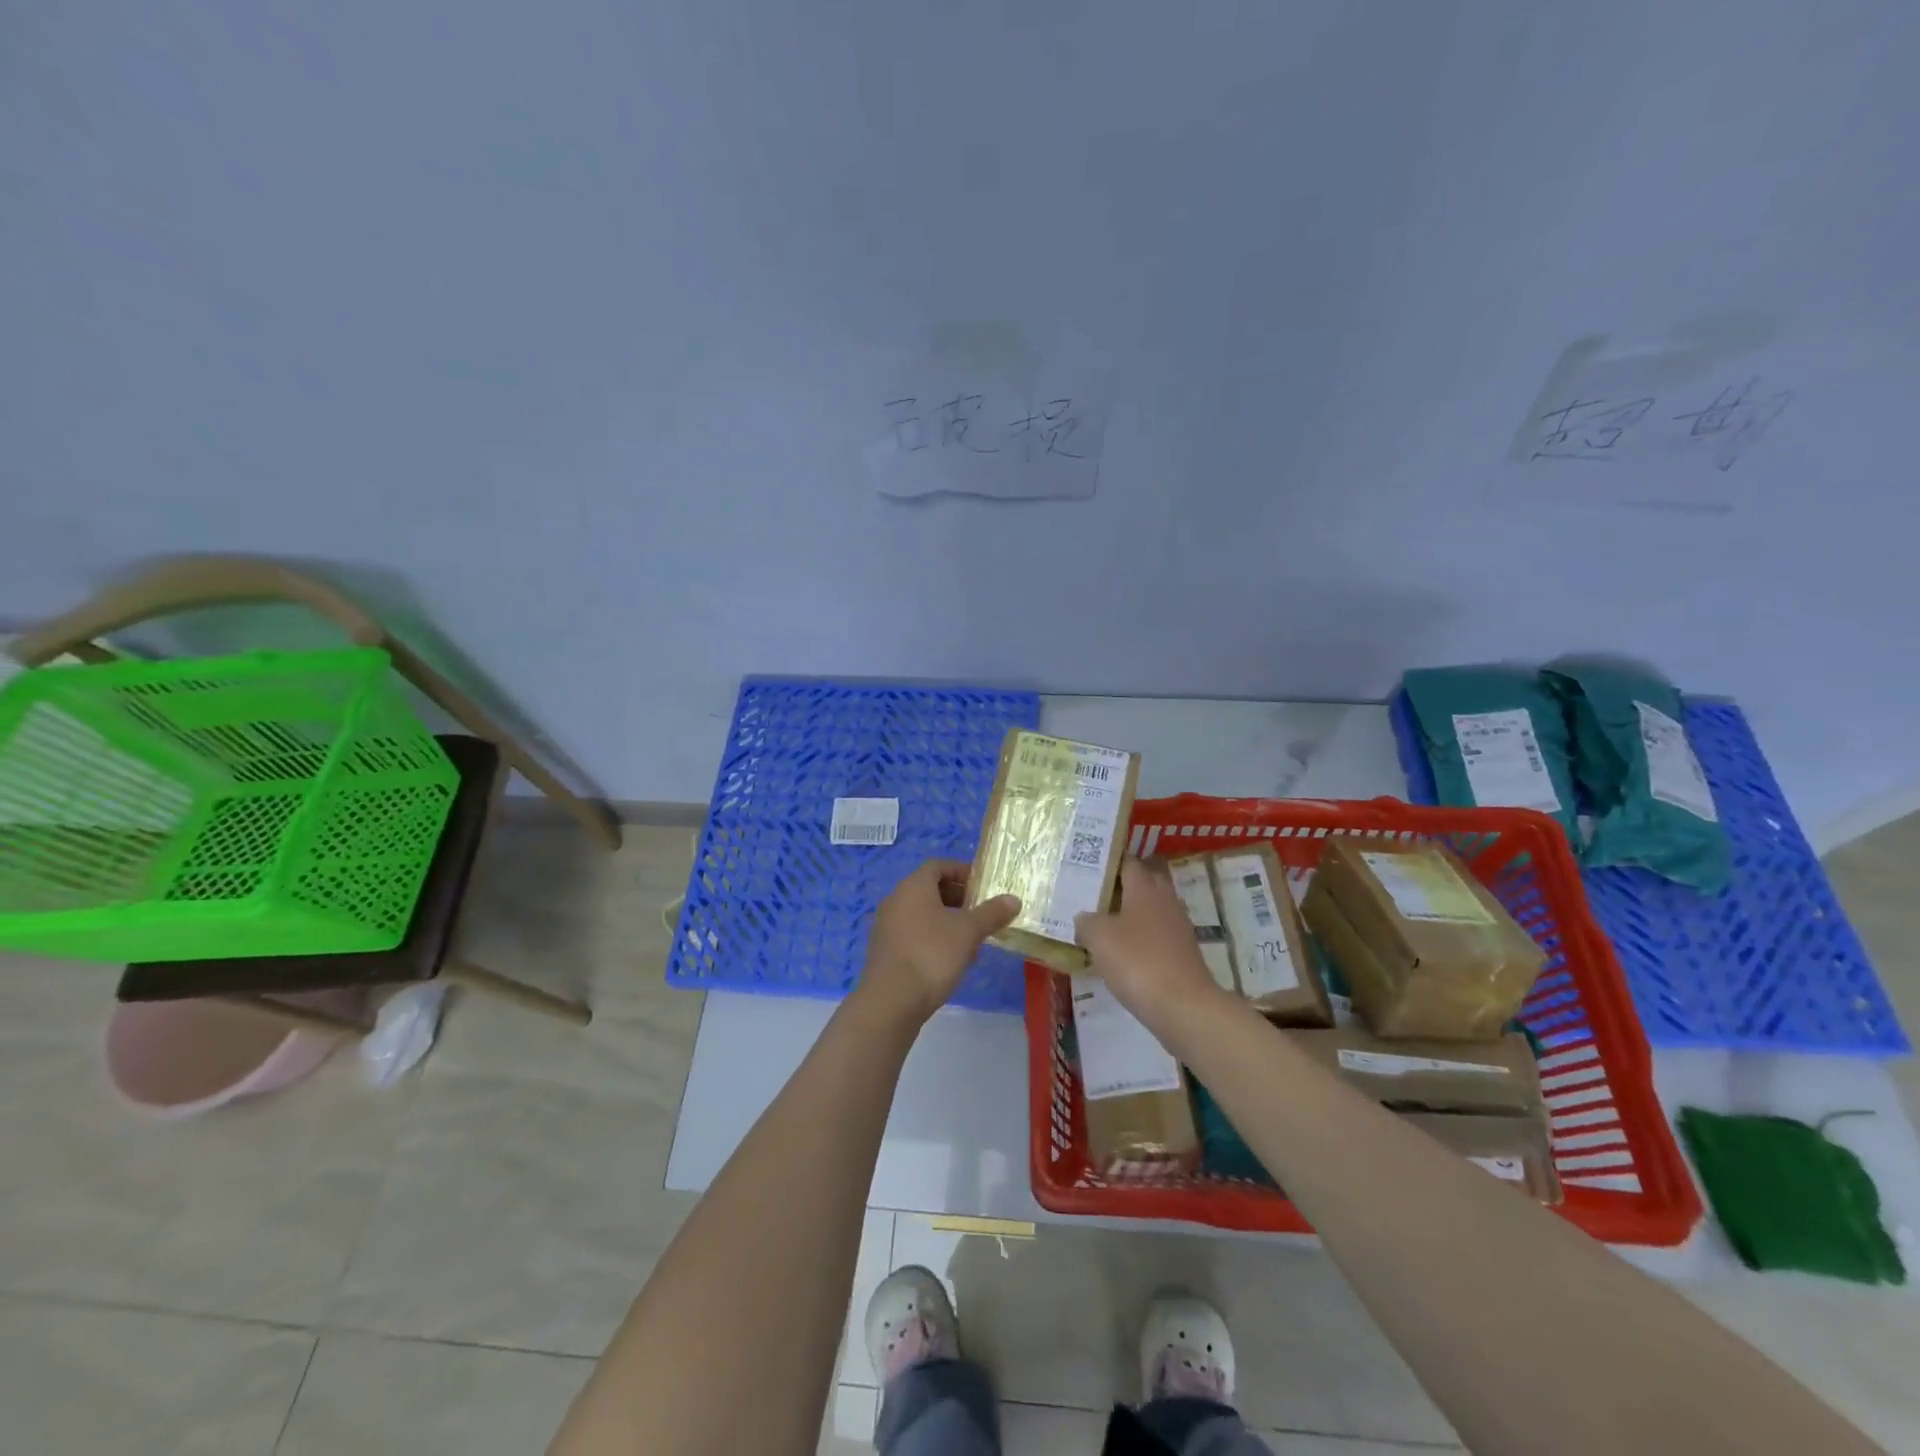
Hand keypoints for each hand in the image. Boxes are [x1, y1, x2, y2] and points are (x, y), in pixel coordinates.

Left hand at [857, 859, 1020, 1026]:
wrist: (891, 1001)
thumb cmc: (931, 955)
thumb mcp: (968, 932)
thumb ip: (991, 913)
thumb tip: (1013, 899)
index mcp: (913, 887)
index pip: (938, 866)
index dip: (962, 871)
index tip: (983, 885)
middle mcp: (895, 900)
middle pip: (929, 889)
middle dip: (958, 898)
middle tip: (982, 911)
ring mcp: (887, 926)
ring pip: (922, 914)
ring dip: (948, 920)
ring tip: (973, 939)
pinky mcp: (885, 951)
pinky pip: (913, 933)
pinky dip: (933, 937)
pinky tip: (952, 959)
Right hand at [1074, 858, 1225, 1034]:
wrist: (1183, 1005)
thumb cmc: (1137, 961)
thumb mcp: (1099, 937)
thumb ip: (1087, 921)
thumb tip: (1084, 917)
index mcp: (1145, 888)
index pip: (1128, 863)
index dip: (1110, 862)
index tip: (1089, 867)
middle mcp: (1165, 900)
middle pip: (1144, 883)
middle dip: (1123, 887)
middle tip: (1095, 896)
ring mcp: (1178, 927)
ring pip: (1152, 910)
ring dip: (1132, 915)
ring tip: (1105, 925)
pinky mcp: (1183, 953)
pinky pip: (1158, 936)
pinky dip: (1142, 939)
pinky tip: (1124, 953)